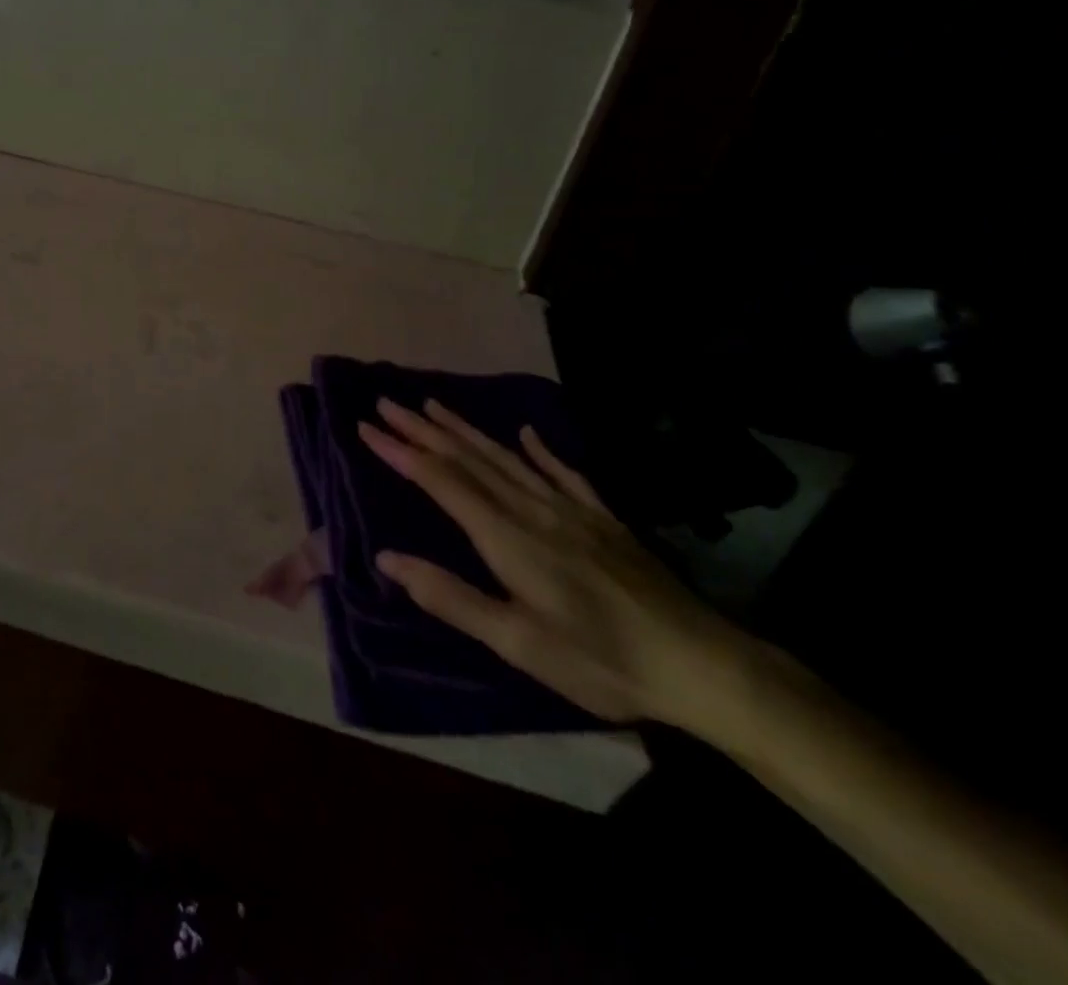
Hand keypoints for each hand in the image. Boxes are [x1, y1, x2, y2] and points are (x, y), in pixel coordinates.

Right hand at [360, 399, 754, 730]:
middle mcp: (533, 508)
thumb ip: (451, 597)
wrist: (701, 665)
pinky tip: (527, 433)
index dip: (401, 452)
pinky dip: (539, 449)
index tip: (366, 427)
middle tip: (386, 404)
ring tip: (433, 404)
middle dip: (422, 429)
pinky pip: (563, 471)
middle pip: (468, 458)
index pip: (441, 481)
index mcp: (507, 536)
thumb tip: (388, 557)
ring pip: (506, 457)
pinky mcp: (603, 518)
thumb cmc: (600, 661)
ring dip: (465, 429)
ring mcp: (571, 508)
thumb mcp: (518, 644)